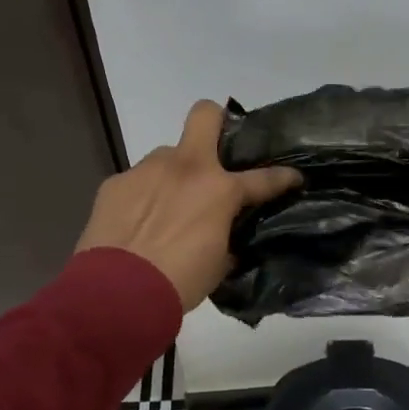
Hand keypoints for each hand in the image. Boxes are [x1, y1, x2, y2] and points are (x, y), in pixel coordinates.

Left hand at [76, 101, 301, 311]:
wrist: (116, 294)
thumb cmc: (179, 281)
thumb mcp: (218, 262)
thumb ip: (225, 235)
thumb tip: (222, 231)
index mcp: (219, 190)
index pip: (263, 177)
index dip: (283, 177)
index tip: (293, 177)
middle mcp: (185, 167)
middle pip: (205, 115)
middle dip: (216, 122)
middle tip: (216, 151)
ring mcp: (146, 170)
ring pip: (166, 156)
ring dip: (173, 176)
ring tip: (166, 208)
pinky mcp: (115, 183)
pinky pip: (137, 182)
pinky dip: (143, 197)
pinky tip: (137, 223)